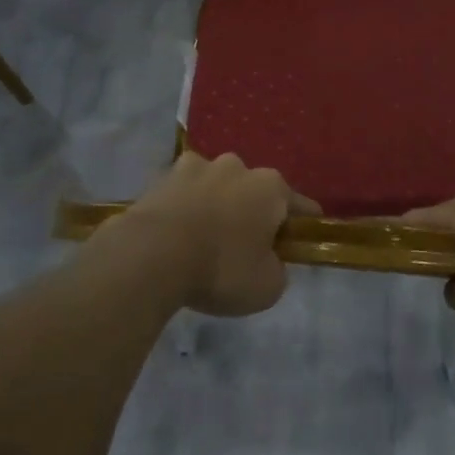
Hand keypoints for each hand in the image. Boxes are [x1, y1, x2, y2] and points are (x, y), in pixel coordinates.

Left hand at [120, 152, 317, 316]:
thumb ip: (277, 269)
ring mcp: (196, 167)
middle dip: (253, 212)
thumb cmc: (221, 268)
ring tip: (205, 239)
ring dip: (216, 205)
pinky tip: (176, 233)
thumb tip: (268, 261)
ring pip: (216, 186)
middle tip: (246, 247)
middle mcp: (237, 166)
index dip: (303, 225)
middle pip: (254, 191)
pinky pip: (183, 194)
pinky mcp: (161, 178)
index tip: (303, 240)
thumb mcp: (267, 287)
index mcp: (271, 187)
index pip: (300, 205)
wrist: (151, 255)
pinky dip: (184, 208)